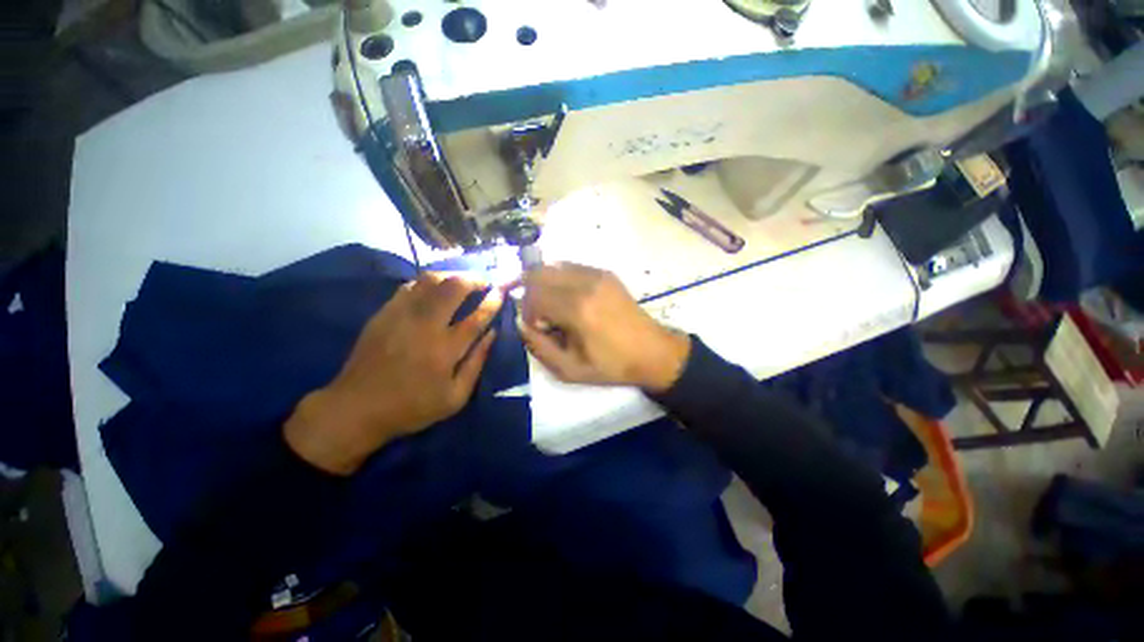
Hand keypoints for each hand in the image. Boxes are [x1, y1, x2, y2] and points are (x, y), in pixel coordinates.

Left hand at [285, 273, 502, 474]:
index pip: (477, 317)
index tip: (501, 292)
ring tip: (462, 281)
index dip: (492, 301)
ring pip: (430, 280)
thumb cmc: (412, 406)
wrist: (356, 407)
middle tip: (484, 282)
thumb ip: (477, 363)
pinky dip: (428, 282)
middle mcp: (425, 326)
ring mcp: (401, 315)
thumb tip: (492, 334)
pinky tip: (435, 289)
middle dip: (473, 279)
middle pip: (453, 288)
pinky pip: (410, 286)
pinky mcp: (384, 312)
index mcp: (445, 350)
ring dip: (451, 276)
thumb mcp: (455, 397)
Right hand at [518, 263, 689, 391]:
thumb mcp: (570, 370)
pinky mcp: (605, 272)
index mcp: (577, 309)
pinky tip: (570, 299)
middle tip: (542, 315)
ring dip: (545, 284)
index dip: (528, 312)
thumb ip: (538, 346)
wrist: (653, 352)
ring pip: (552, 266)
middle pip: (537, 273)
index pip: (532, 294)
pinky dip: (560, 279)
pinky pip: (570, 267)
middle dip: (531, 293)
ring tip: (556, 307)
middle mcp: (585, 283)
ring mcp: (597, 274)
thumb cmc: (612, 365)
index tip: (540, 328)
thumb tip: (521, 323)